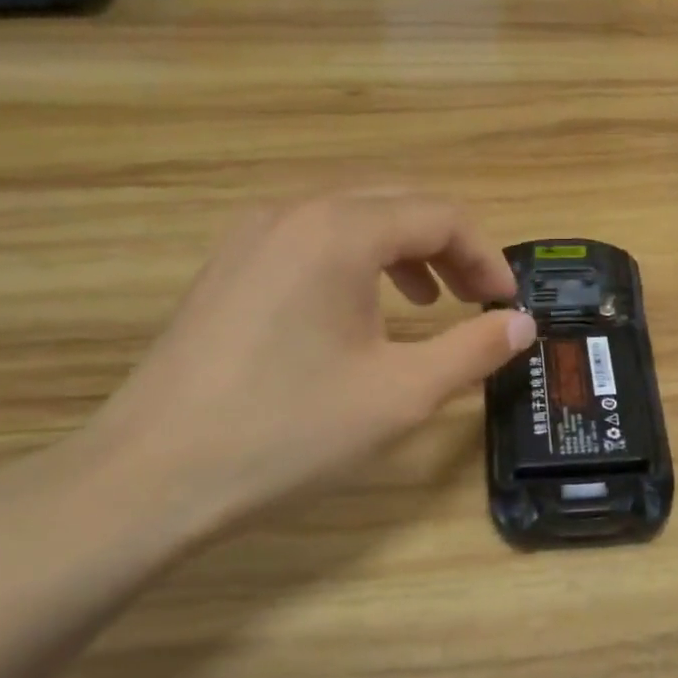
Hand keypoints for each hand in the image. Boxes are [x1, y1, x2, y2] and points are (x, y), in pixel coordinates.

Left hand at [77, 192, 534, 537]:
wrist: (156, 474)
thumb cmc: (292, 431)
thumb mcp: (403, 394)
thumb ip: (473, 350)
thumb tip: (522, 325)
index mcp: (339, 232)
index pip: (439, 215)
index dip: (487, 257)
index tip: (507, 306)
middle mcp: (292, 213)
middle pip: (395, 203)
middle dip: (449, 247)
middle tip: (478, 300)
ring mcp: (250, 237)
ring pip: (349, 218)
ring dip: (403, 251)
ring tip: (428, 302)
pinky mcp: (227, 269)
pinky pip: (310, 241)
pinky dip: (356, 262)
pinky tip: (360, 313)